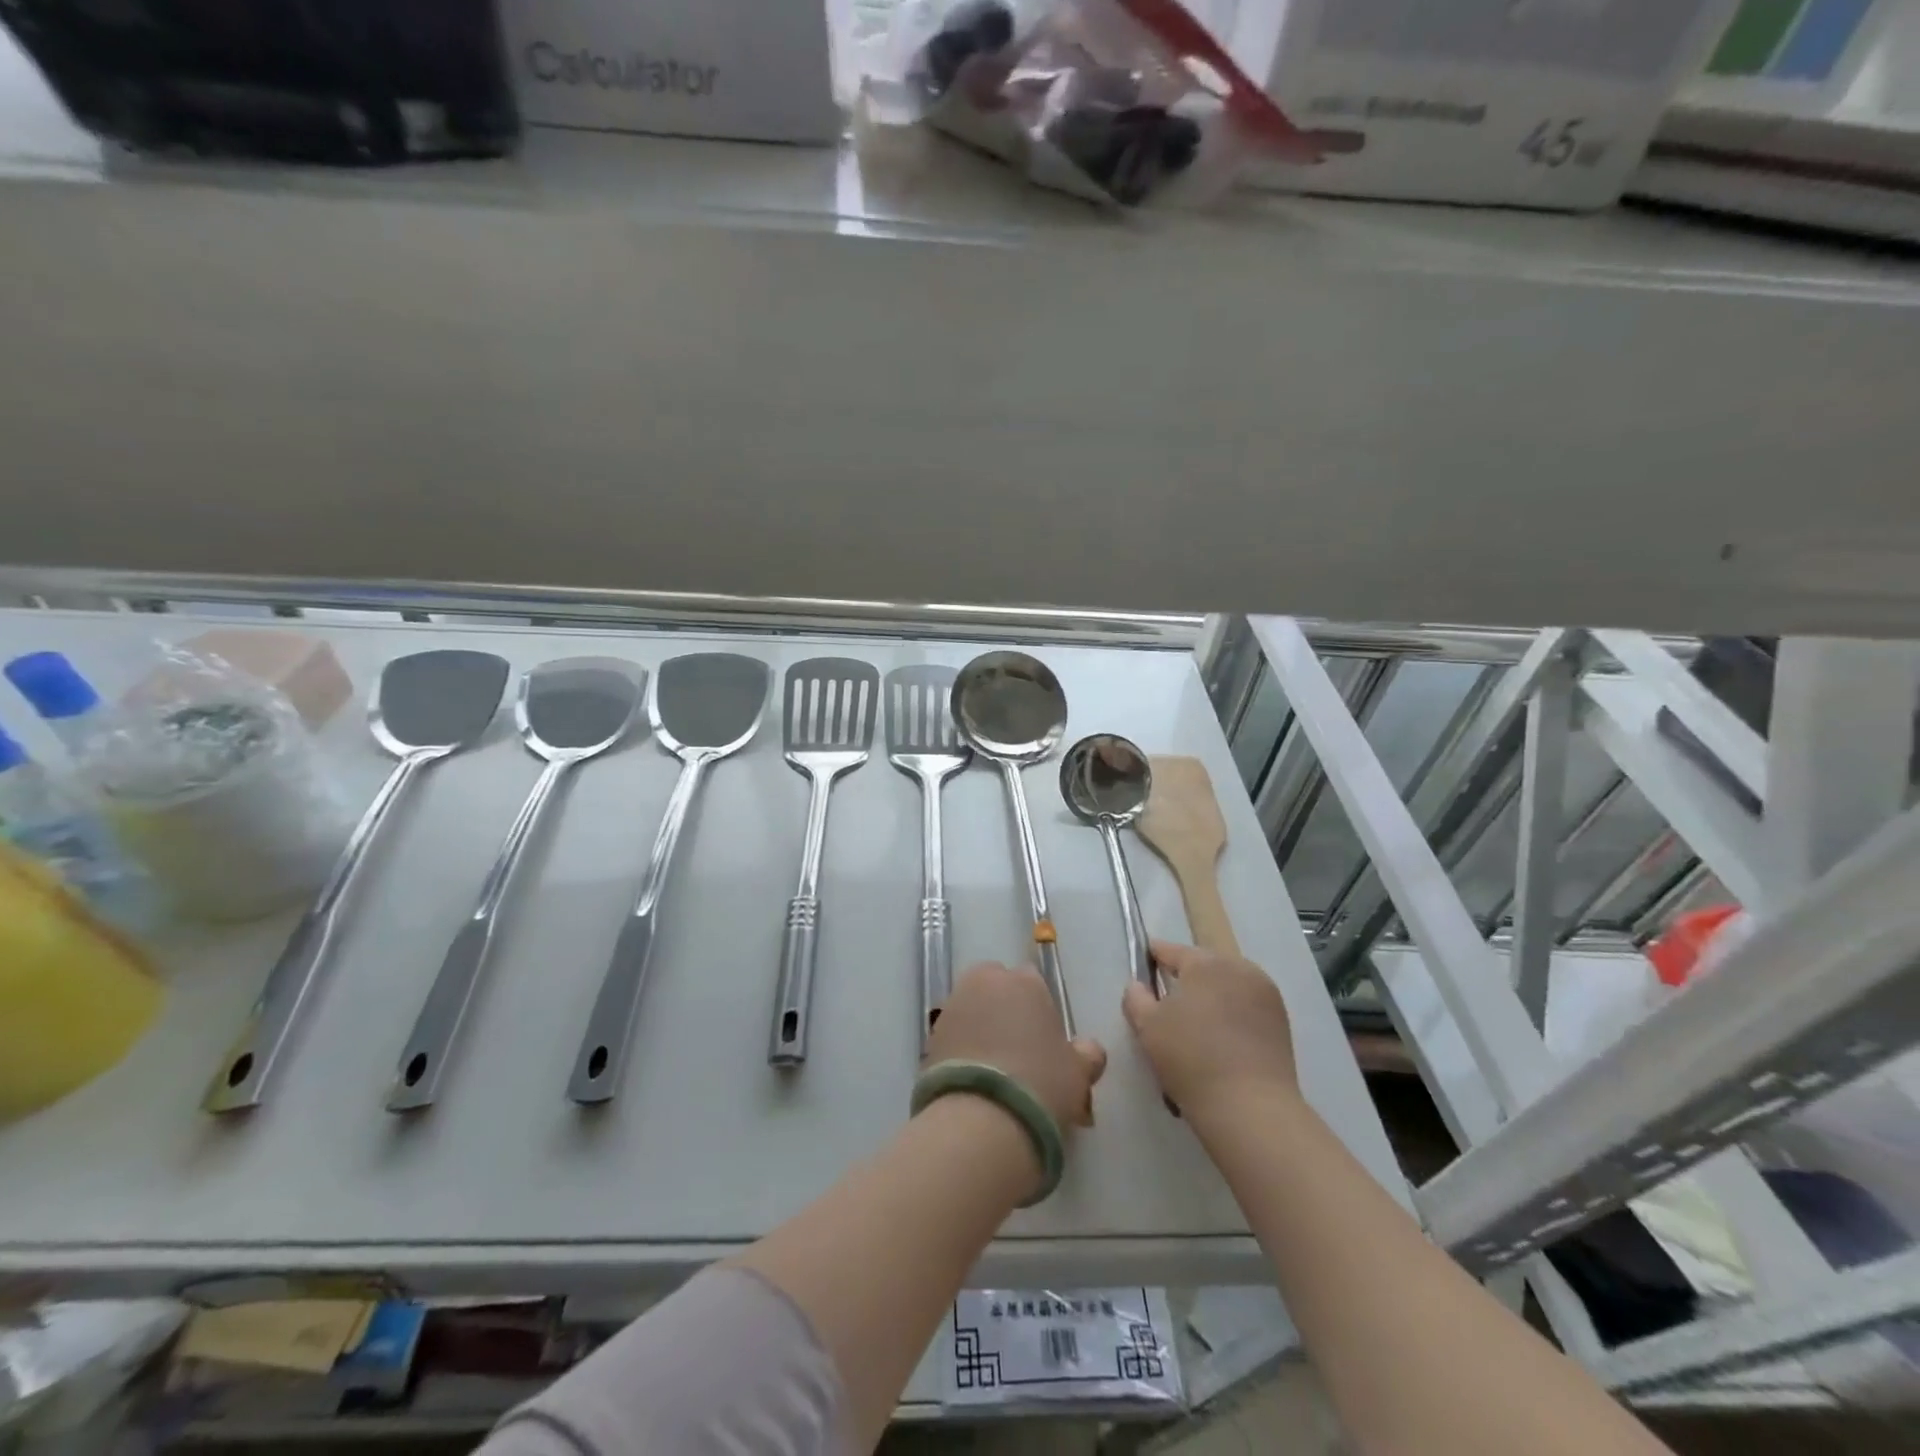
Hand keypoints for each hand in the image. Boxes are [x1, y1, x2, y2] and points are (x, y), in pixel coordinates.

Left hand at [925, 962, 1106, 1129]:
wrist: (981, 1120)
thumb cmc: (1041, 1084)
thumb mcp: (1078, 1073)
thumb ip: (1086, 1054)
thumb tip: (1087, 1048)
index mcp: (1024, 981)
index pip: (1033, 983)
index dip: (1040, 1011)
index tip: (1045, 1041)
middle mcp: (984, 983)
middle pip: (996, 988)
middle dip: (1005, 1009)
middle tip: (1019, 1051)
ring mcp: (952, 1008)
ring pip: (972, 1011)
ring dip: (981, 1029)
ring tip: (995, 1072)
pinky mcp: (930, 1037)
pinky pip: (954, 1036)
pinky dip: (962, 1050)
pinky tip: (975, 1082)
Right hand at [1123, 940, 1298, 1122]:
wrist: (1250, 1108)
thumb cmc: (1191, 1059)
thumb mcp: (1147, 1027)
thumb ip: (1136, 998)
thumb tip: (1139, 985)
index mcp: (1206, 962)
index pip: (1171, 951)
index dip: (1154, 957)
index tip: (1143, 967)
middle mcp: (1239, 968)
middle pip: (1203, 966)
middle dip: (1185, 978)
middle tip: (1167, 1002)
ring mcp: (1265, 994)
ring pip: (1227, 986)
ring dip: (1211, 996)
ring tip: (1196, 1024)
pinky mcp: (1281, 1021)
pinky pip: (1246, 1006)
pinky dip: (1231, 1014)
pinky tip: (1220, 1039)